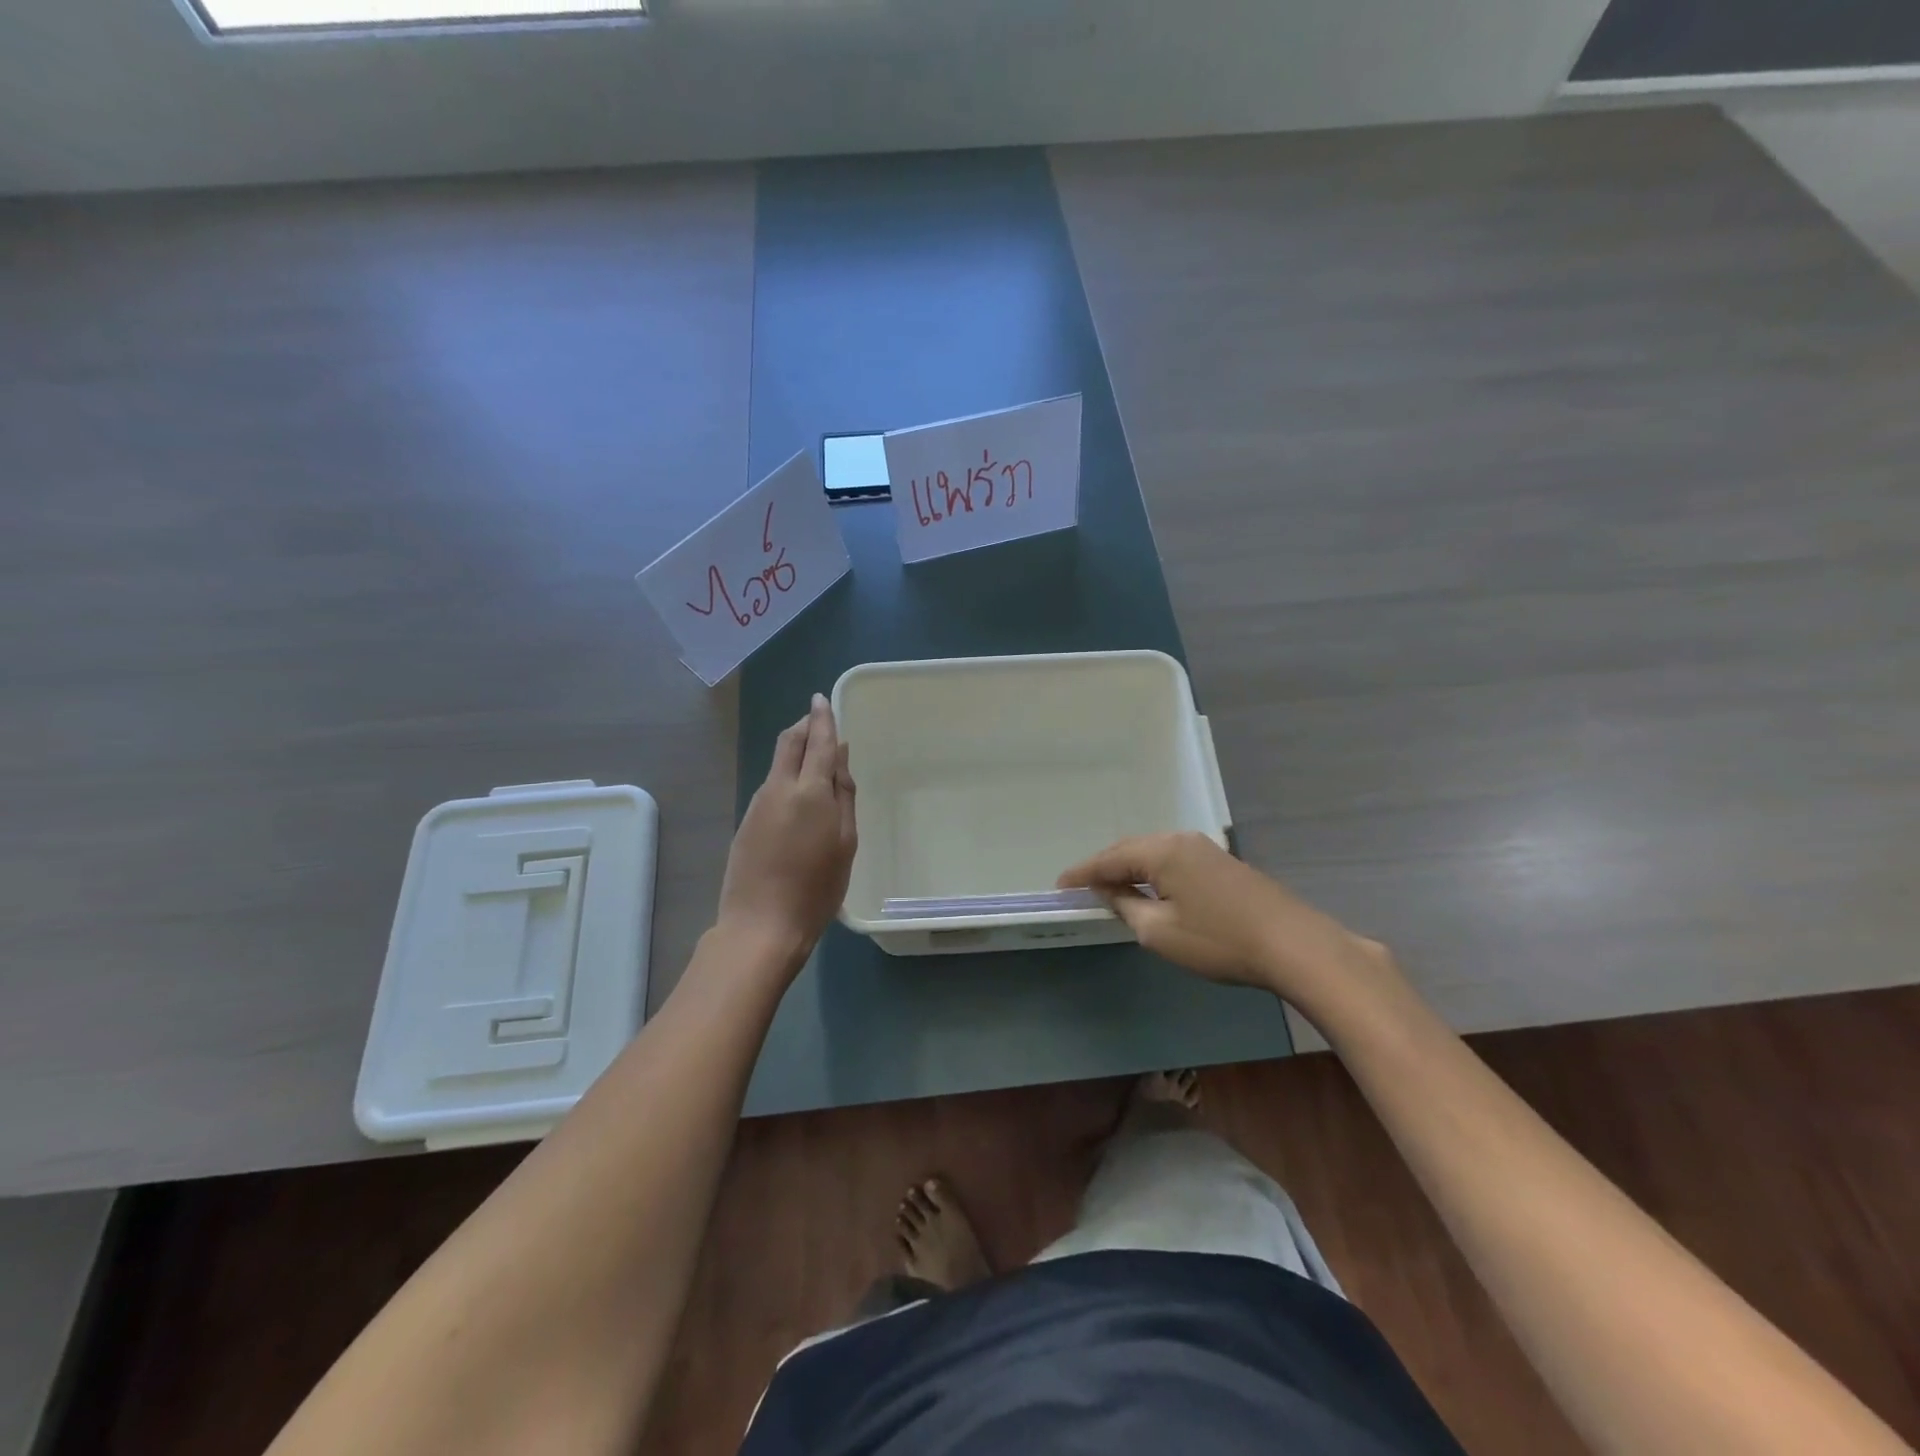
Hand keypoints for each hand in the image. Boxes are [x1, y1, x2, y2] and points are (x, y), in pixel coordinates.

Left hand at [716, 694, 856, 975]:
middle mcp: (780, 788)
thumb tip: (840, 759)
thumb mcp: (846, 843)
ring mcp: (758, 804)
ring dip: (795, 750)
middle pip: (789, 742)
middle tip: (817, 718)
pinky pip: (770, 785)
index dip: (822, 718)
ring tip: (813, 755)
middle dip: (804, 725)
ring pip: (778, 763)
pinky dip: (786, 775)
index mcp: (811, 791)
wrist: (761, 925)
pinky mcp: (747, 821)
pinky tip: (797, 794)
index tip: (822, 699)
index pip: (818, 741)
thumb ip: (844, 796)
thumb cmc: (817, 889)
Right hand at [1058, 832, 1391, 1009]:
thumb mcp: (1160, 932)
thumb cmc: (1219, 940)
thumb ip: (1127, 906)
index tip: (1059, 886)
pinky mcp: (1224, 864)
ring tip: (1111, 889)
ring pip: (1155, 853)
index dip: (1082, 873)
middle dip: (1105, 867)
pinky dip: (1154, 873)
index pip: (1109, 858)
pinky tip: (1152, 890)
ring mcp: (1206, 849)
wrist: (1295, 946)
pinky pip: (1174, 861)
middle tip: (1082, 887)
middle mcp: (1182, 840)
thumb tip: (1109, 891)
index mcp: (1162, 851)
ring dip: (1130, 869)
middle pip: (1131, 849)